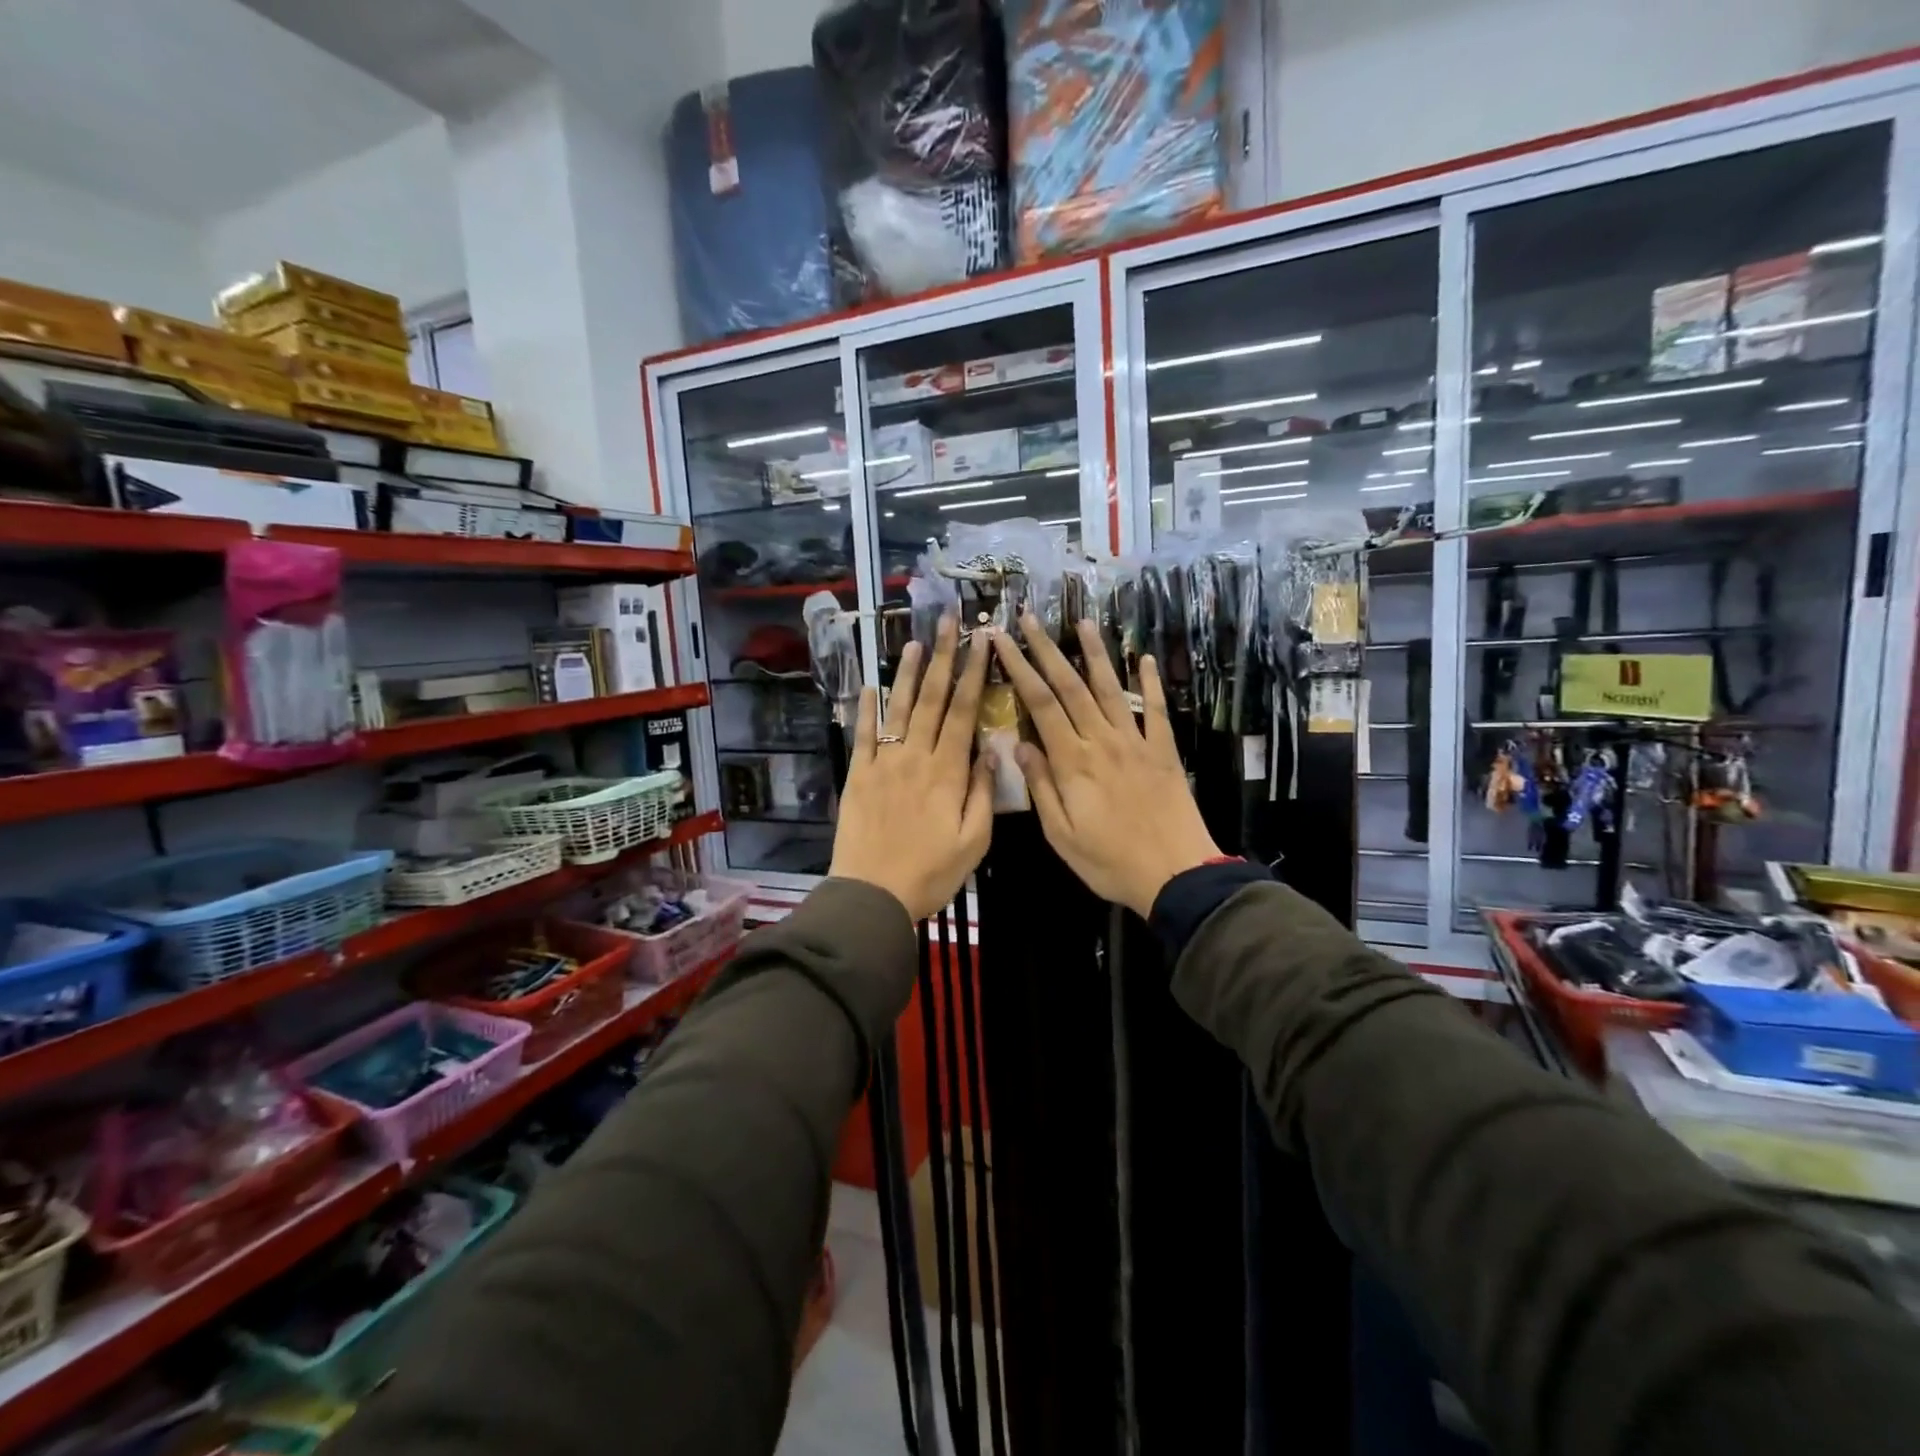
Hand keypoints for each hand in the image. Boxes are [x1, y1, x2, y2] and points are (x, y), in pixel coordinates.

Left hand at [830, 615, 995, 920]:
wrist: (873, 895)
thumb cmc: (931, 873)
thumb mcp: (974, 841)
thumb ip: (983, 793)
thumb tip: (992, 751)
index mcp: (948, 772)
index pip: (964, 712)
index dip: (974, 674)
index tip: (982, 642)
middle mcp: (916, 757)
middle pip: (933, 700)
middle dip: (944, 658)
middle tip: (949, 622)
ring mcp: (884, 763)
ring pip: (899, 709)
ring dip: (908, 674)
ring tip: (915, 642)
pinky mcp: (858, 775)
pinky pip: (863, 735)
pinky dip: (867, 709)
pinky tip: (871, 685)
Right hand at [992, 613, 1220, 917]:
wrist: (1177, 874)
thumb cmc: (1110, 861)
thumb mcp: (1061, 834)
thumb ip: (1040, 787)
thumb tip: (1019, 744)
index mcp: (1073, 761)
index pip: (1040, 704)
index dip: (1019, 668)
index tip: (1001, 641)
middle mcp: (1102, 741)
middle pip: (1070, 686)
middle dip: (1047, 649)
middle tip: (1029, 619)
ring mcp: (1136, 742)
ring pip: (1110, 688)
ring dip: (1095, 653)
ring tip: (1082, 622)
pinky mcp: (1164, 750)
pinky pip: (1155, 709)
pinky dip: (1149, 682)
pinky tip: (1143, 658)